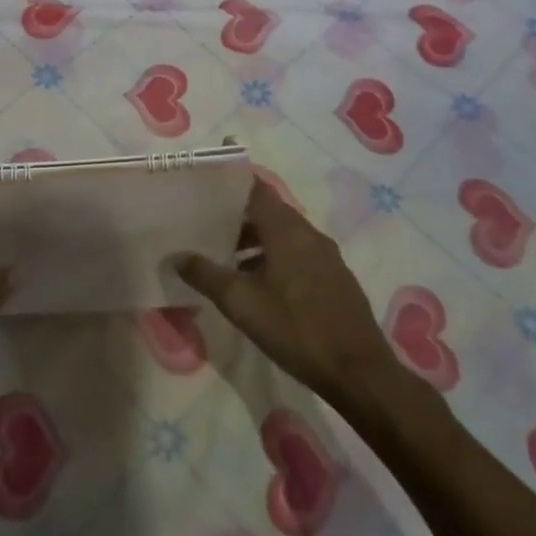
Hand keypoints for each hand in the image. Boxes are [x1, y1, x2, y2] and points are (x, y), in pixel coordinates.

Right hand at [174, 174, 416, 411]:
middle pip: (268, 209)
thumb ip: (206, 275)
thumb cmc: (296, 329)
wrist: (360, 373)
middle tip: (207, 217)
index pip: (256, 186)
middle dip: (238, 211)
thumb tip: (176, 256)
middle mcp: (308, 232)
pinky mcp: (335, 277)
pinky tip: (259, 281)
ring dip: (255, 238)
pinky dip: (274, 254)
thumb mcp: (241, 303)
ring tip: (227, 254)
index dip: (234, 173)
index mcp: (286, 229)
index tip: (214, 163)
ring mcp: (326, 255)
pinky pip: (298, 252)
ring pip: (283, 233)